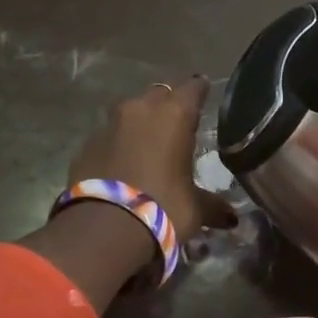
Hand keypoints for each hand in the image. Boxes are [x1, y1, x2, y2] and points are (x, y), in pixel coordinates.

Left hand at [68, 76, 236, 237]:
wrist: (103, 229)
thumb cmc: (162, 208)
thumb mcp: (195, 209)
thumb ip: (212, 206)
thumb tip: (231, 218)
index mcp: (174, 116)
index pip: (193, 88)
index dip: (200, 90)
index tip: (204, 92)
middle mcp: (141, 110)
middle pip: (159, 94)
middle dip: (168, 104)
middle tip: (177, 123)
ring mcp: (109, 125)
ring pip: (130, 112)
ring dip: (140, 122)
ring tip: (149, 143)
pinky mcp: (86, 145)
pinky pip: (109, 135)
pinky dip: (118, 144)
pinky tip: (124, 164)